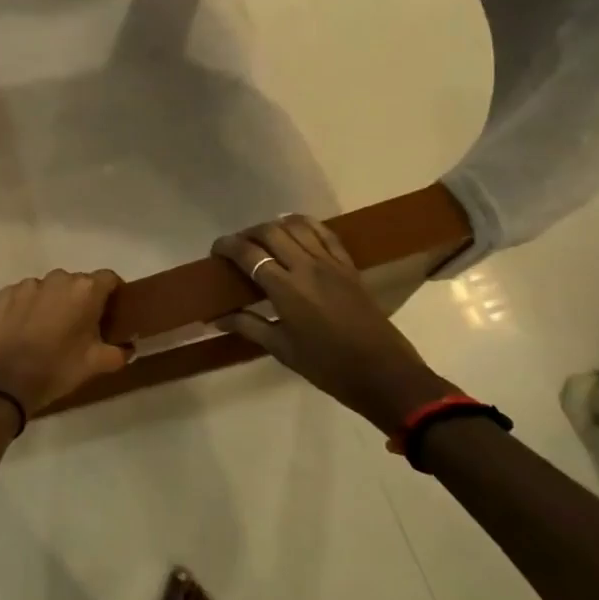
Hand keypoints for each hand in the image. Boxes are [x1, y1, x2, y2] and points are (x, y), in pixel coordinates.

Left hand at [0, 269, 129, 418]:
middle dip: (82, 300)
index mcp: (85, 290)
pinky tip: (26, 330)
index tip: (112, 312)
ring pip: (50, 288)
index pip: (109, 279)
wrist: (4, 381)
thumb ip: (119, 351)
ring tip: (49, 330)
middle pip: (78, 283)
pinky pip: (26, 295)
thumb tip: (128, 347)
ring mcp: (28, 284)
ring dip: (55, 302)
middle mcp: (58, 278)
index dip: (113, 293)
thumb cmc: (58, 368)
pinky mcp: (5, 293)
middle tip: (81, 327)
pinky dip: (30, 306)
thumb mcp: (97, 365)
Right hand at [212, 214, 458, 432]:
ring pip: (297, 226)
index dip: (227, 246)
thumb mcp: (282, 349)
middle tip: (238, 247)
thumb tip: (217, 318)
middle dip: (248, 233)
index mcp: (286, 290)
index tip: (215, 251)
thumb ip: (249, 326)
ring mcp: (331, 264)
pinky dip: (306, 225)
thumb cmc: (327, 366)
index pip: (249, 254)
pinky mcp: (349, 266)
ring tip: (264, 238)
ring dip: (275, 226)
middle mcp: (306, 268)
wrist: (383, 374)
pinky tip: (296, 230)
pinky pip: (326, 234)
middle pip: (271, 232)